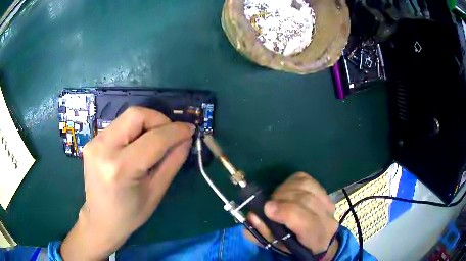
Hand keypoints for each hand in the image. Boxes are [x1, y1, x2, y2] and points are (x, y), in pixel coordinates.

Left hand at [61, 107, 194, 260]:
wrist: (100, 219)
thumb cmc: (130, 214)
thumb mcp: (156, 192)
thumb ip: (172, 162)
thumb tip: (186, 139)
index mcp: (120, 168)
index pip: (153, 138)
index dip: (176, 131)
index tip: (190, 130)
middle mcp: (103, 149)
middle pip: (136, 115)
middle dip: (159, 120)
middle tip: (171, 134)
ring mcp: (94, 143)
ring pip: (128, 117)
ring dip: (148, 124)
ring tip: (157, 140)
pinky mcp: (92, 141)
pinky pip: (119, 125)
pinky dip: (135, 130)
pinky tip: (140, 144)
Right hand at [246, 172, 338, 260]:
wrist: (317, 240)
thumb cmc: (293, 245)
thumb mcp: (275, 245)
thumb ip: (262, 233)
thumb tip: (252, 215)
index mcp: (316, 238)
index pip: (306, 221)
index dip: (286, 212)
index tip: (267, 209)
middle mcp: (327, 219)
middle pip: (306, 200)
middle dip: (282, 198)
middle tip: (268, 205)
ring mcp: (327, 203)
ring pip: (306, 186)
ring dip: (285, 189)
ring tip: (276, 198)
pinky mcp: (324, 191)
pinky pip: (306, 179)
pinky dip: (291, 182)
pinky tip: (285, 190)